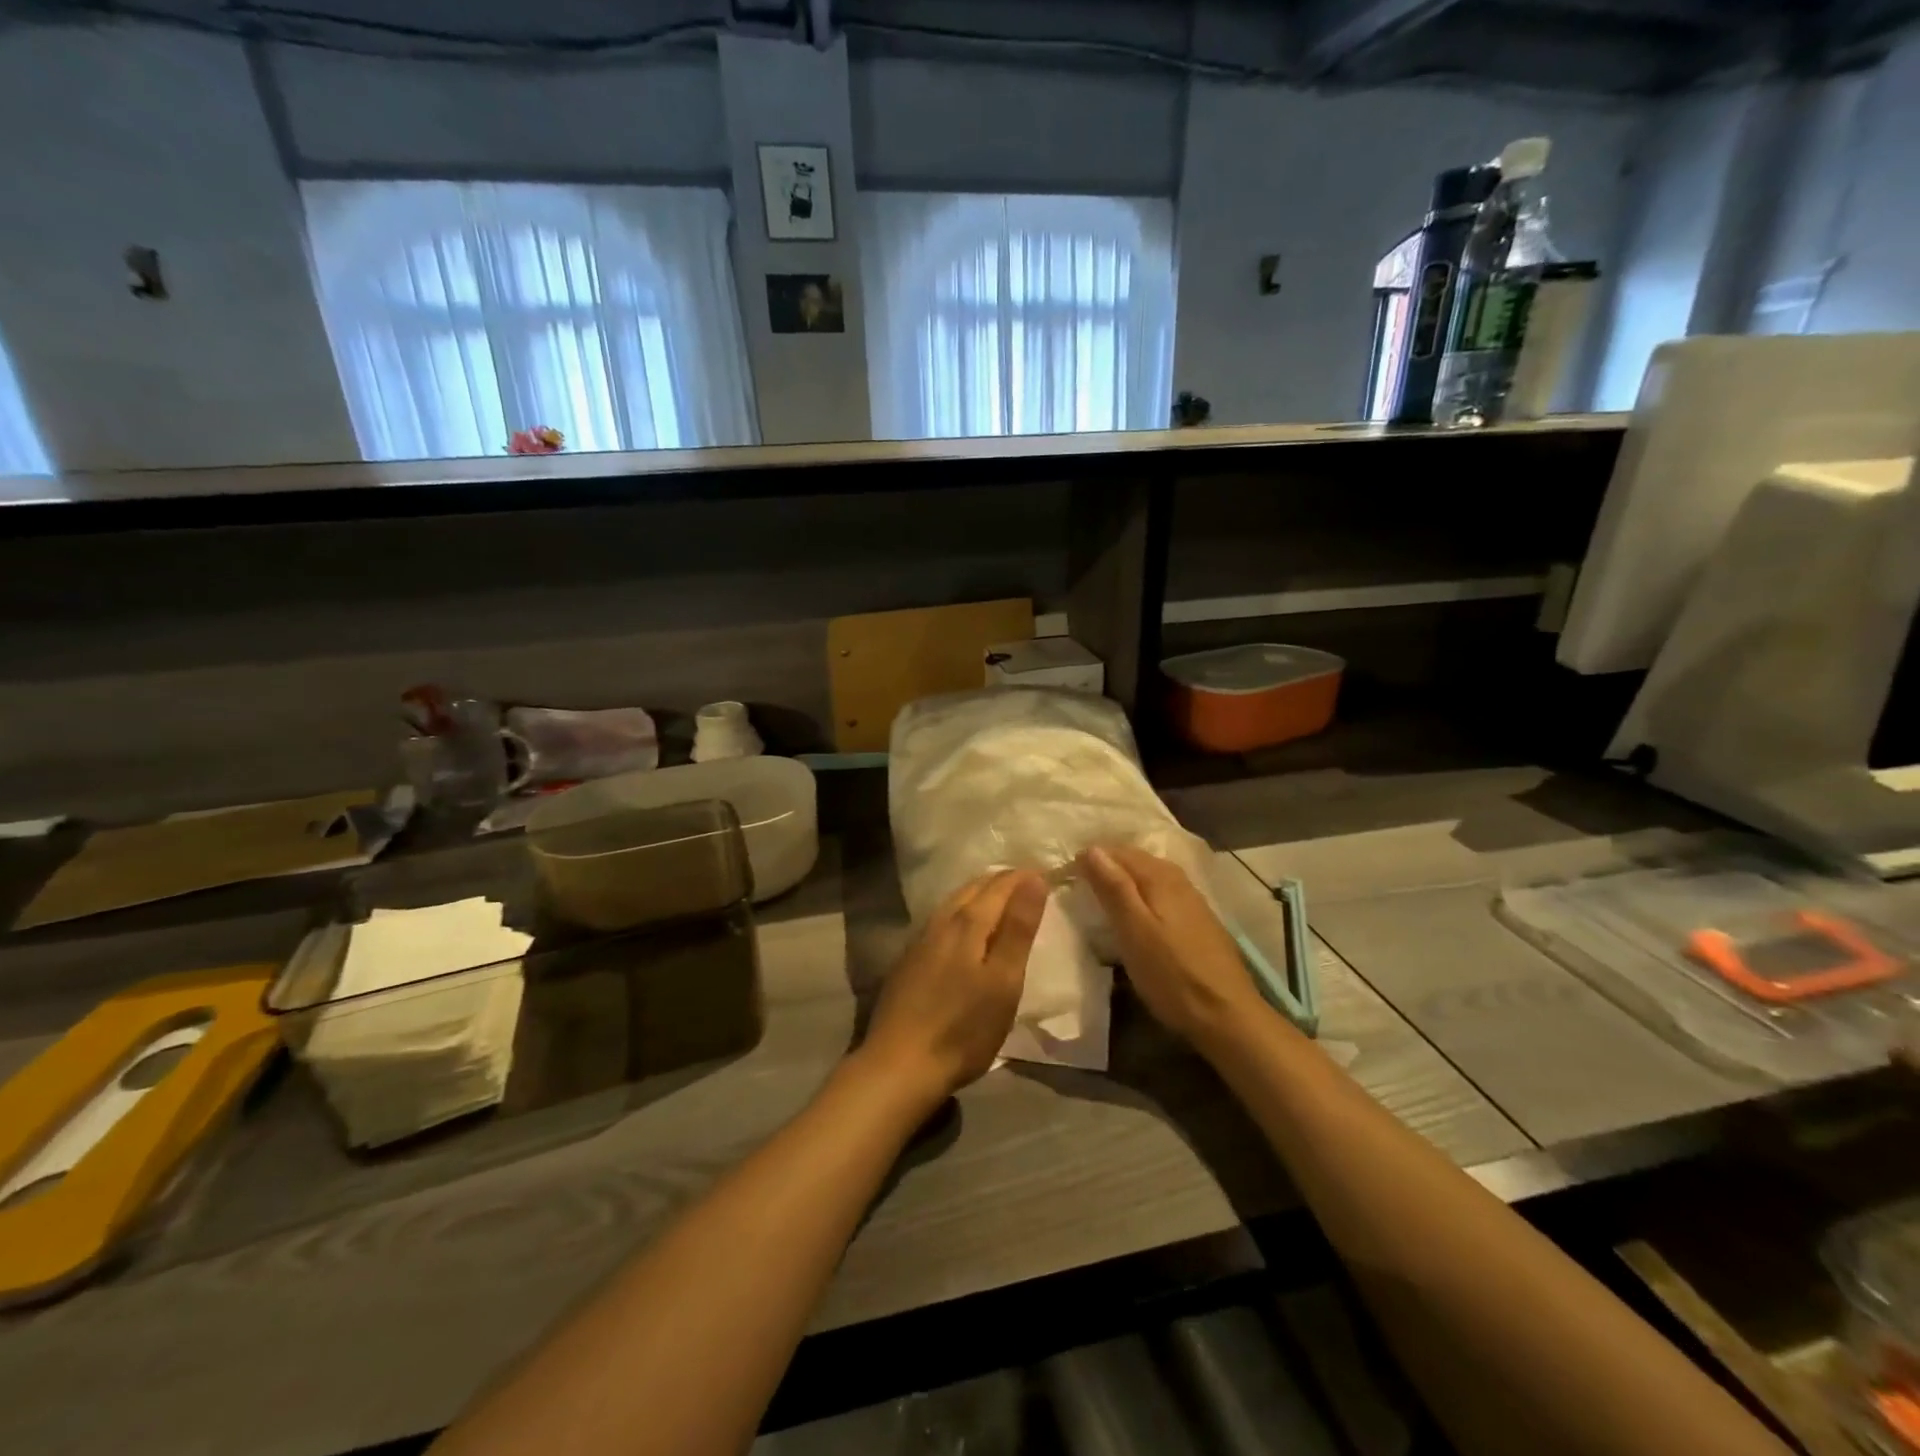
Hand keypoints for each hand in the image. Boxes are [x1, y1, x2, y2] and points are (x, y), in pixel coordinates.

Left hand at [859, 870, 1048, 1108]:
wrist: (899, 1065)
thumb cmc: (963, 1028)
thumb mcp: (1004, 981)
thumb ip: (1018, 928)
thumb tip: (1033, 879)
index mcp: (967, 922)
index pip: (1000, 885)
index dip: (1024, 877)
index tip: (1047, 873)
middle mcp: (940, 922)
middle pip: (974, 888)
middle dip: (1002, 881)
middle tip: (1028, 883)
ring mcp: (919, 940)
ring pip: (954, 902)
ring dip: (979, 894)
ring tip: (1001, 900)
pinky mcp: (908, 961)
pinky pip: (941, 920)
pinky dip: (962, 912)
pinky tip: (965, 930)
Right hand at [1079, 844, 1265, 1050]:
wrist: (1227, 1015)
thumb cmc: (1172, 975)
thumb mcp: (1134, 931)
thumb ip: (1114, 888)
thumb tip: (1091, 848)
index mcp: (1159, 875)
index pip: (1115, 851)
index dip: (1088, 859)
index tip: (1064, 877)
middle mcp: (1176, 878)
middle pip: (1133, 860)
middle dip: (1104, 867)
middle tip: (1076, 887)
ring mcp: (1190, 898)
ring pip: (1147, 877)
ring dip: (1122, 882)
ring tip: (1098, 900)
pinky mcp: (1196, 919)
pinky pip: (1159, 894)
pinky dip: (1140, 897)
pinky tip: (1132, 916)